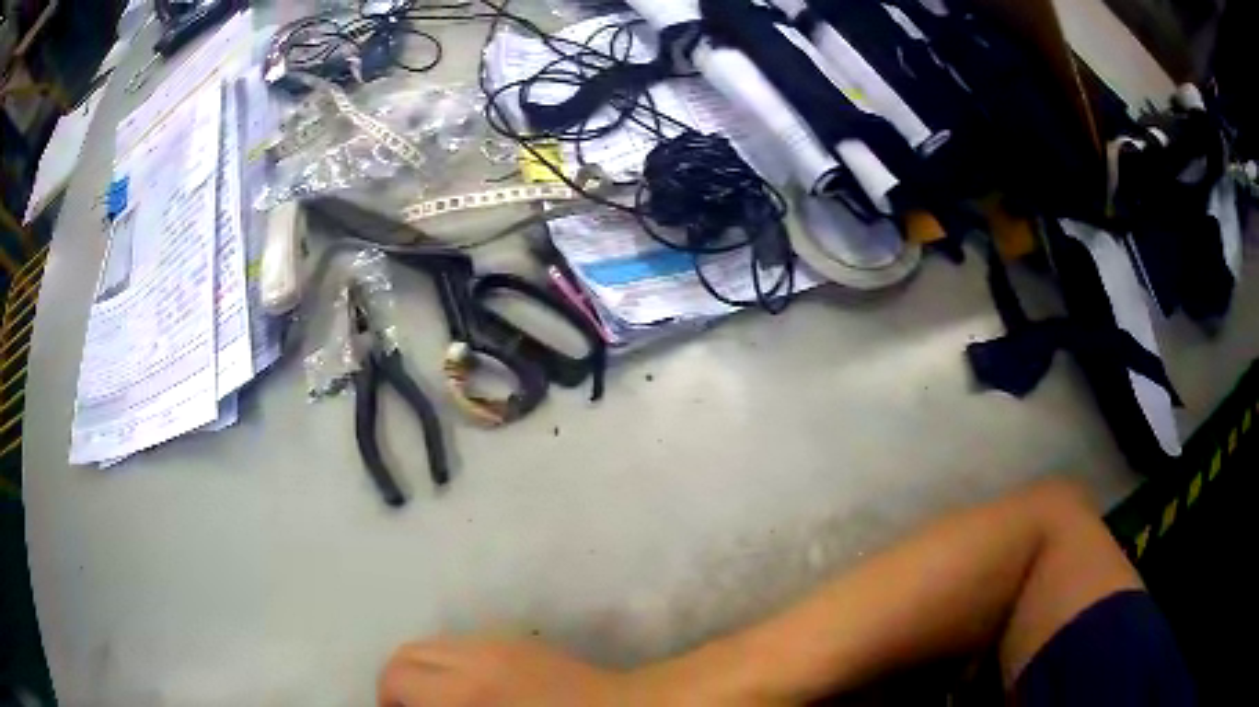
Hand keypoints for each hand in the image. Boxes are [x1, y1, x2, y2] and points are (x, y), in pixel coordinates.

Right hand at [378, 638, 625, 706]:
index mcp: (467, 690)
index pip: (396, 678)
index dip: (385, 699)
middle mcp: (475, 655)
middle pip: (406, 654)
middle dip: (395, 683)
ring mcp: (497, 642)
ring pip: (433, 644)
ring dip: (421, 670)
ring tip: (434, 700)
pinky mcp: (516, 640)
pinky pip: (462, 643)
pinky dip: (448, 663)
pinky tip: (467, 688)